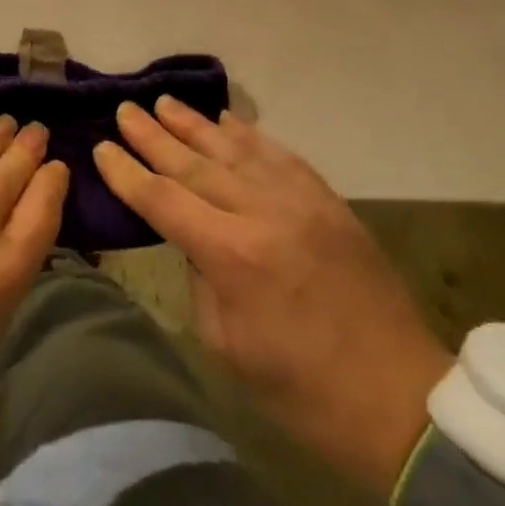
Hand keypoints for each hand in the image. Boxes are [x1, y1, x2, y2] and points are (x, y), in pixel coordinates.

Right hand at [95, 101, 451, 496]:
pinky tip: (228, 120)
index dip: (127, 173)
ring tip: (164, 102)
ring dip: (195, 124)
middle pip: (194, 163)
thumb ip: (201, 280)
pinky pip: (281, 156)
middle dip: (152, 135)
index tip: (101, 147)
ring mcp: (300, 202)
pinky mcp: (329, 203)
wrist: (403, 403)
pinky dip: (249, 135)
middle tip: (124, 109)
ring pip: (235, 149)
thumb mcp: (228, 346)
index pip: (162, 199)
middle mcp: (262, 214)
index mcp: (232, 255)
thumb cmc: (304, 391)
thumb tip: (191, 240)